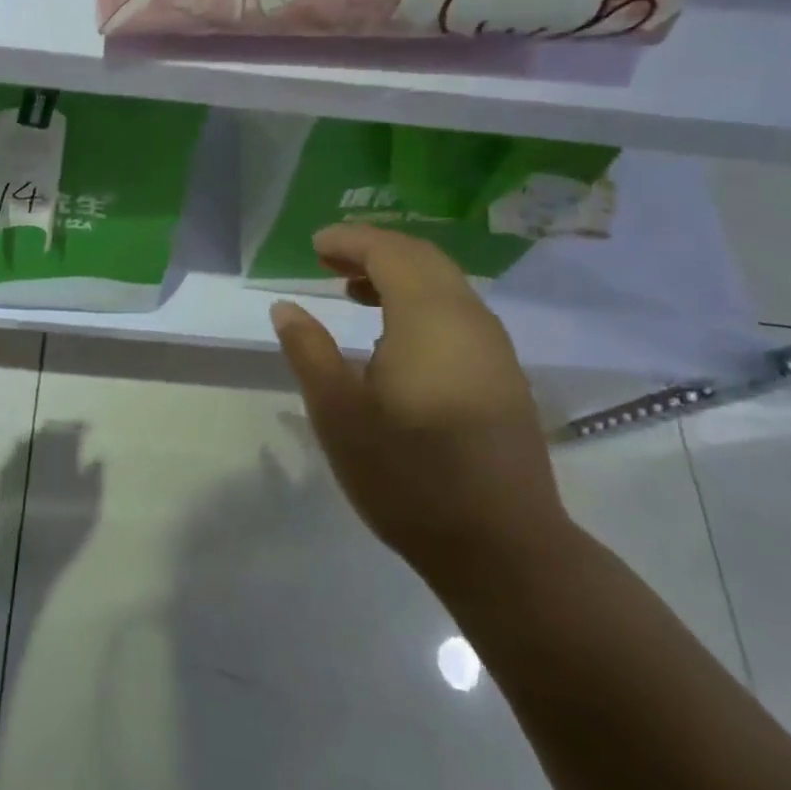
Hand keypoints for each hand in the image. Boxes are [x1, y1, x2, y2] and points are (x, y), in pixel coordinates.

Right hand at [268, 225, 569, 589]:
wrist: (504, 549)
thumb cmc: (409, 475)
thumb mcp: (339, 413)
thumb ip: (309, 351)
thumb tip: (286, 307)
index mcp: (429, 318)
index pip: (390, 252)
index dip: (350, 240)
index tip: (314, 245)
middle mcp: (469, 319)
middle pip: (422, 258)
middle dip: (374, 250)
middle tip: (329, 261)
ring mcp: (494, 348)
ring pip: (445, 283)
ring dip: (398, 274)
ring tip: (353, 292)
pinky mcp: (503, 375)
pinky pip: (458, 312)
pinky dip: (420, 300)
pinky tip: (393, 336)